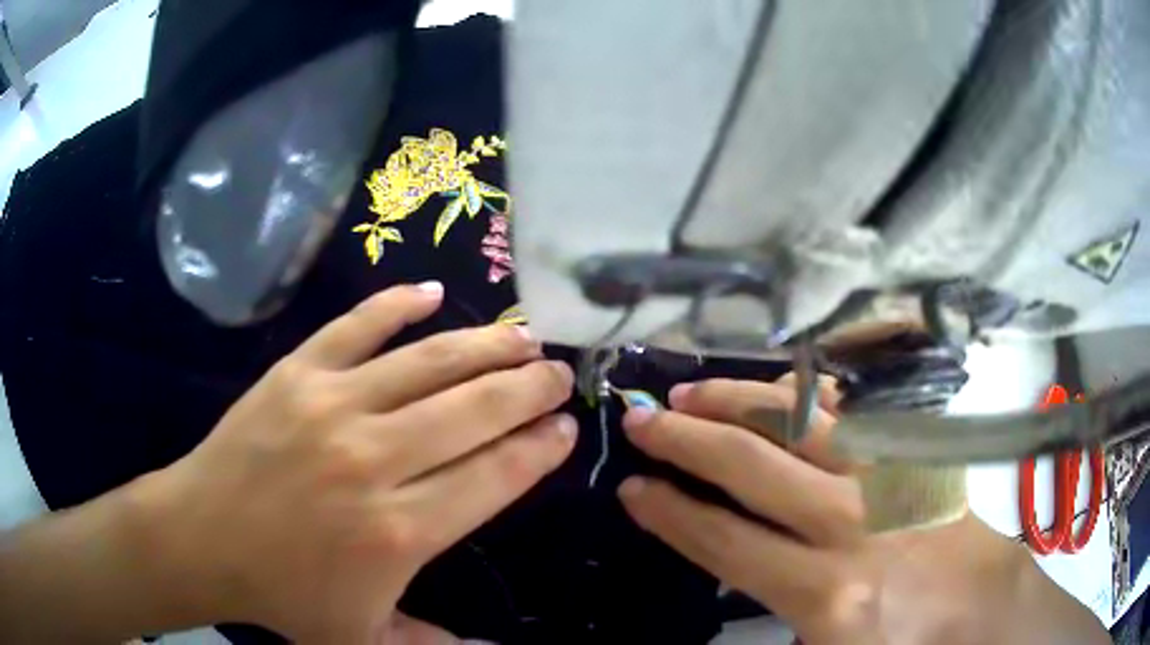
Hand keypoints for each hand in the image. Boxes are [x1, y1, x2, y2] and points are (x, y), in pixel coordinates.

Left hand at [131, 283, 576, 641]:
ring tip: (524, 335)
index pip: (494, 475)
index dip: (539, 448)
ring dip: (486, 344)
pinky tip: (430, 291)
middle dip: (529, 389)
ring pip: (428, 362)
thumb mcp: (362, 639)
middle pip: (474, 410)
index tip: (566, 428)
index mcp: (399, 531)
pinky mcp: (295, 373)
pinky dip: (396, 305)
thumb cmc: (283, 593)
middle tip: (559, 374)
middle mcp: (374, 460)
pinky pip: (356, 327)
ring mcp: (332, 407)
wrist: (202, 537)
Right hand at [616, 376, 1097, 644]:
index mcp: (826, 593)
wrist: (983, 608)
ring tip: (691, 390)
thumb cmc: (903, 644)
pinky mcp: (911, 456)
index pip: (725, 540)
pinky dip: (804, 395)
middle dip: (685, 440)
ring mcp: (886, 478)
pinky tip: (776, 386)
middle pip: (751, 467)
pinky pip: (849, 411)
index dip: (670, 512)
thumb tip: (730, 562)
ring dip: (737, 401)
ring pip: (798, 422)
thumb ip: (772, 608)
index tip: (632, 489)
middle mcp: (851, 525)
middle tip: (640, 419)